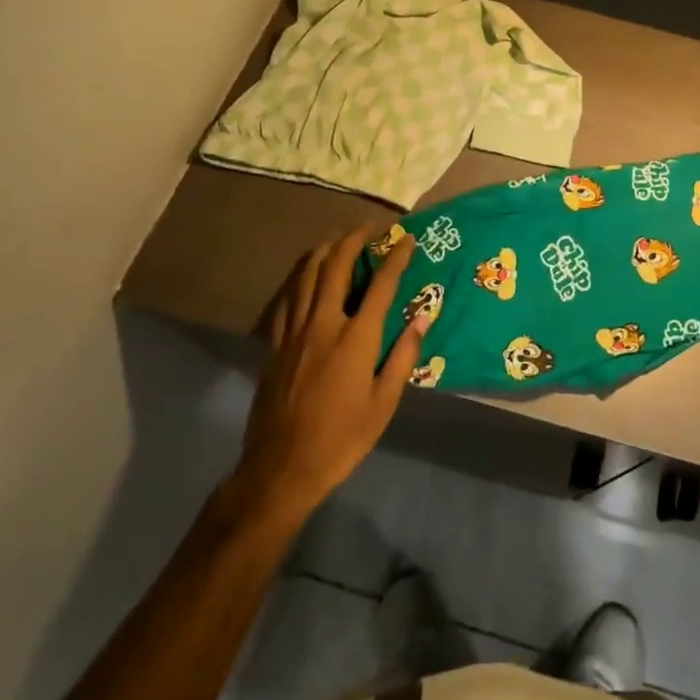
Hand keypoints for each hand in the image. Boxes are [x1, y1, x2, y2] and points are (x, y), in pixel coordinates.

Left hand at [228, 226, 430, 524]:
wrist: (281, 470)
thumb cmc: (341, 440)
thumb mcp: (384, 404)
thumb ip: (403, 355)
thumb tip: (423, 316)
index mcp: (355, 339)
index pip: (381, 284)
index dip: (396, 257)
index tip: (407, 239)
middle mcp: (323, 324)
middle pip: (337, 266)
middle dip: (354, 240)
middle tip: (369, 228)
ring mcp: (294, 332)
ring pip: (307, 274)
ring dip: (326, 250)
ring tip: (339, 240)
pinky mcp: (275, 344)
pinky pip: (288, 298)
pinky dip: (301, 278)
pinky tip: (307, 277)